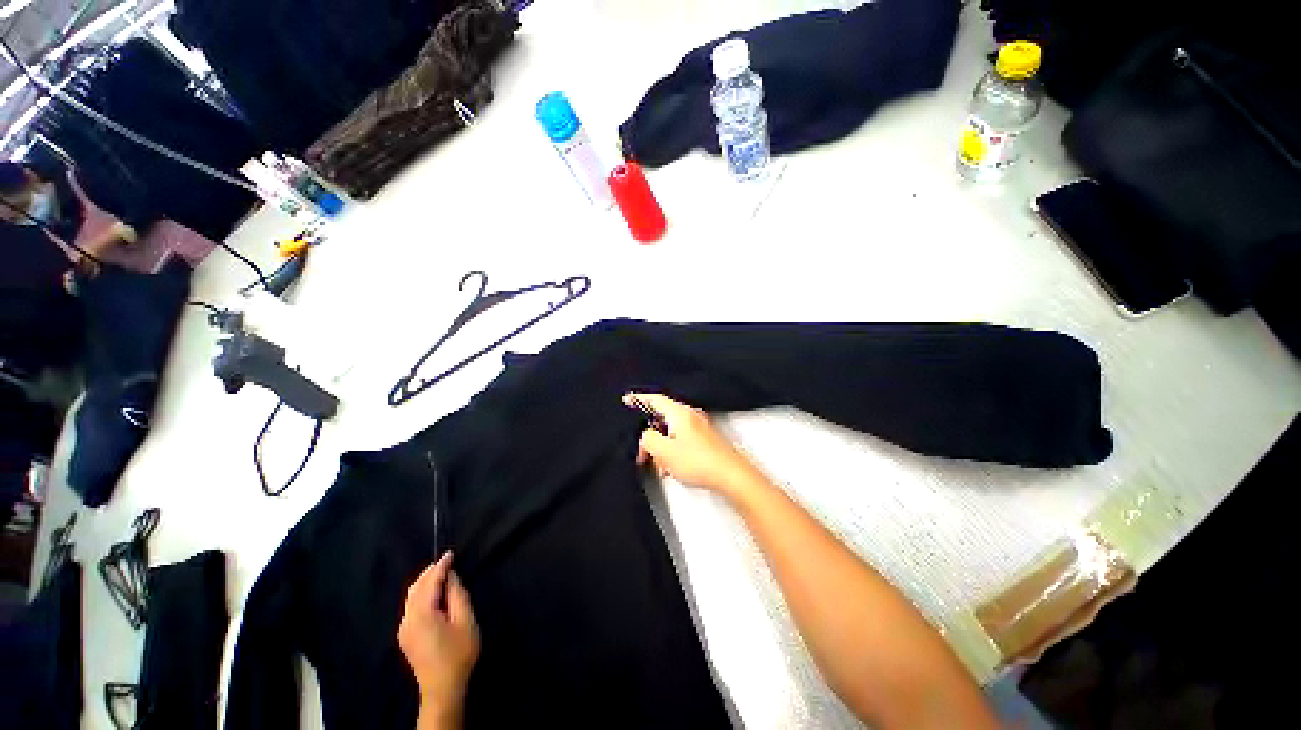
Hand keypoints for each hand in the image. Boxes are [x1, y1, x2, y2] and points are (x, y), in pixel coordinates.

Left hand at [398, 552, 479, 721]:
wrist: (443, 688)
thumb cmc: (458, 653)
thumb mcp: (465, 620)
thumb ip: (458, 595)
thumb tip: (451, 576)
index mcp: (421, 615)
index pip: (429, 583)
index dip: (440, 567)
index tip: (450, 553)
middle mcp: (407, 620)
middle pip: (415, 589)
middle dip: (429, 573)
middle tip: (446, 561)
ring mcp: (404, 630)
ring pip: (411, 598)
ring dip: (424, 583)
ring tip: (441, 574)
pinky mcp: (406, 637)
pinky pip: (411, 607)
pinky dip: (421, 594)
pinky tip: (433, 594)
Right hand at [623, 392, 761, 497]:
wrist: (730, 475)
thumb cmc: (701, 462)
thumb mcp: (664, 451)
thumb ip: (648, 439)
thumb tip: (646, 435)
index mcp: (680, 413)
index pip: (655, 399)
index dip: (639, 399)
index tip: (628, 399)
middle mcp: (690, 415)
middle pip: (662, 418)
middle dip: (650, 436)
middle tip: (643, 452)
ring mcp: (699, 426)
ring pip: (671, 432)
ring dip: (662, 448)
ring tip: (662, 466)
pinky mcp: (704, 438)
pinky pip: (681, 439)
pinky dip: (673, 451)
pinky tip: (673, 468)